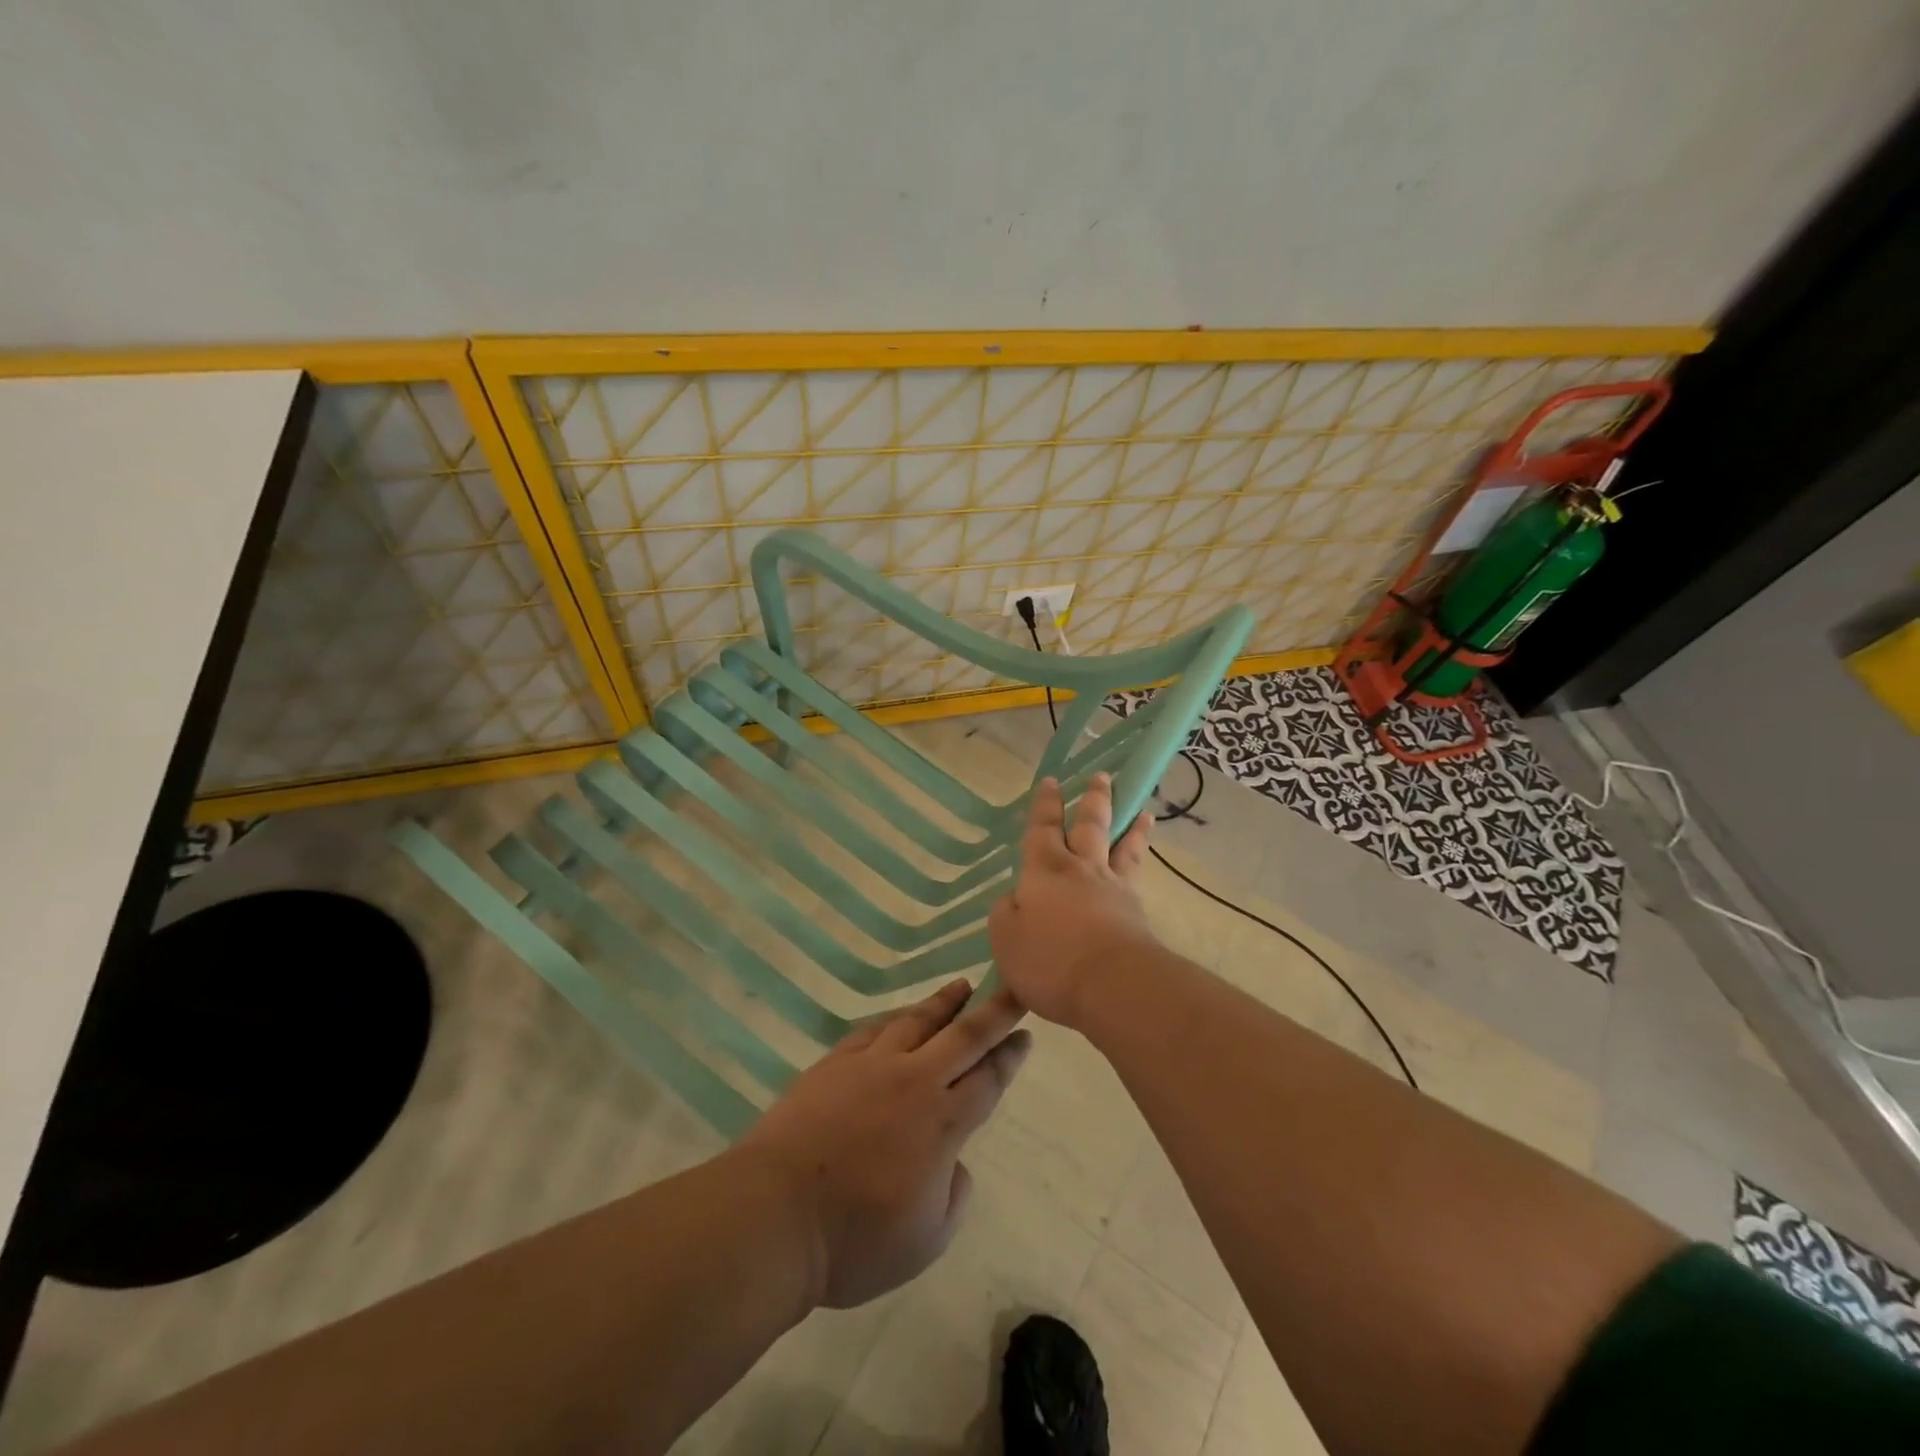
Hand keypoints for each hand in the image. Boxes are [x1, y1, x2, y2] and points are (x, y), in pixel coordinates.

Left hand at [738, 980, 1029, 1309]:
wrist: (776, 1214)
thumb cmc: (855, 1240)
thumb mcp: (926, 1240)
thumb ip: (953, 1195)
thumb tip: (952, 1163)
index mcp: (942, 1123)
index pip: (988, 1079)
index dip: (1009, 1055)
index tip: (1026, 1034)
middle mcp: (913, 1082)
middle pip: (963, 1036)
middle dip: (994, 1011)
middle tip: (1013, 988)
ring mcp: (871, 1066)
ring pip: (917, 1021)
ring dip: (944, 1003)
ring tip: (961, 986)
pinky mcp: (835, 1063)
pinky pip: (873, 1030)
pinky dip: (894, 1020)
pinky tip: (900, 1017)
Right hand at [988, 773, 1159, 1029]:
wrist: (1114, 985)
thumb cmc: (1050, 960)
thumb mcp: (1006, 939)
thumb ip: (1006, 913)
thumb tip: (1016, 898)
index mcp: (1045, 870)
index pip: (1042, 829)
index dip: (1045, 805)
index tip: (1051, 781)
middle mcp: (1081, 870)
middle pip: (1090, 825)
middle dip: (1093, 800)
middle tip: (1101, 777)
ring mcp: (1114, 889)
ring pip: (1123, 847)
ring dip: (1131, 827)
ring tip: (1143, 812)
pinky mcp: (1136, 913)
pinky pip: (1137, 876)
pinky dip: (1140, 861)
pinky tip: (1140, 864)